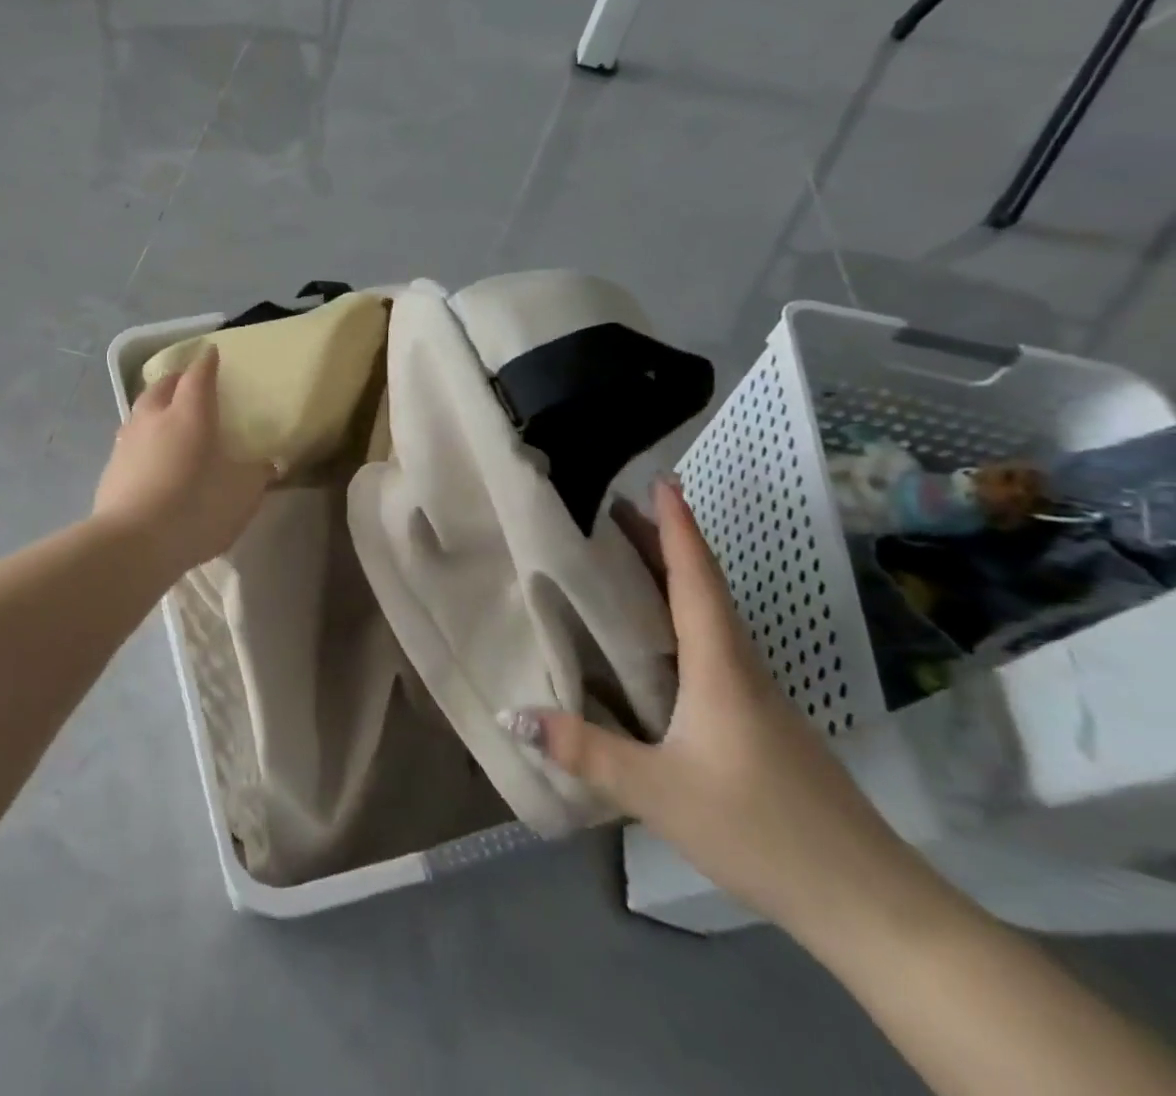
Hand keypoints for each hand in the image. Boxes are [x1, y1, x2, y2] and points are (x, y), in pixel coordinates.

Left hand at [94, 348, 270, 579]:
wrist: (132, 543)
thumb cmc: (196, 507)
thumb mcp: (242, 494)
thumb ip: (257, 474)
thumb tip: (268, 463)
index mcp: (189, 413)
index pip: (198, 375)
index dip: (206, 362)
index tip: (211, 352)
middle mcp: (153, 418)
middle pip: (162, 386)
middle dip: (176, 379)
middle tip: (187, 382)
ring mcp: (126, 442)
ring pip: (140, 411)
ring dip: (154, 408)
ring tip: (165, 417)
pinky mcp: (110, 469)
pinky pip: (129, 441)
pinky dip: (142, 440)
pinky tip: (149, 456)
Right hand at [518, 480, 944, 942]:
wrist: (873, 904)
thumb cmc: (763, 830)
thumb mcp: (657, 792)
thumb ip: (584, 750)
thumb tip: (512, 711)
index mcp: (720, 666)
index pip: (695, 578)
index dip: (676, 527)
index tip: (660, 480)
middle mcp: (741, 666)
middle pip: (701, 585)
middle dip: (663, 540)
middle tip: (617, 506)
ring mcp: (756, 694)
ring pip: (709, 614)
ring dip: (672, 575)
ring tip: (627, 555)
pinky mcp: (760, 720)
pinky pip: (712, 644)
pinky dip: (681, 615)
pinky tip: (657, 635)